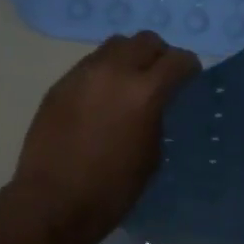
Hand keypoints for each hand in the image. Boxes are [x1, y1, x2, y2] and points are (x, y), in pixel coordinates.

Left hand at [9, 32, 199, 243]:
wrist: (54, 202)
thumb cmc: (113, 189)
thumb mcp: (153, 155)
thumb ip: (158, 118)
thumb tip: (156, 105)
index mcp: (145, 93)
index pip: (178, 60)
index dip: (189, 70)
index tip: (189, 83)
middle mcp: (113, 72)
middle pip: (145, 41)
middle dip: (159, 56)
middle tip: (161, 79)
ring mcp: (82, 75)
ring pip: (114, 46)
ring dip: (129, 59)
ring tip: (129, 86)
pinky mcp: (59, 85)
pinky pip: (89, 66)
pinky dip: (104, 74)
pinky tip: (102, 102)